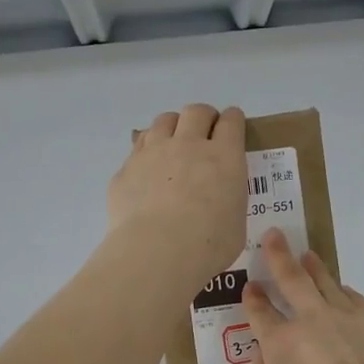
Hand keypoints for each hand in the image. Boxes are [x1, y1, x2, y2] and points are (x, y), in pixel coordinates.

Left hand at [107, 105, 247, 295]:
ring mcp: (154, 153)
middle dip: (203, 117)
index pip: (231, 121)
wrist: (158, 251)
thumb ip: (229, 201)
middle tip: (204, 134)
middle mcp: (188, 145)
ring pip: (163, 121)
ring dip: (172, 128)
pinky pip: (138, 148)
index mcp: (224, 157)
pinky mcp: (127, 169)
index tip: (231, 127)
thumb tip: (220, 201)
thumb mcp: (236, 223)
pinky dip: (147, 153)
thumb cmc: (208, 244)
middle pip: (196, 111)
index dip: (232, 120)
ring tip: (173, 146)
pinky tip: (147, 172)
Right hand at [241, 230, 363, 363]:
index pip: (261, 313)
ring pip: (326, 281)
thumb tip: (261, 354)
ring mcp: (348, 314)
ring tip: (307, 256)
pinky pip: (355, 297)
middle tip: (274, 236)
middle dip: (279, 256)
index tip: (251, 287)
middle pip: (292, 279)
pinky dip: (343, 291)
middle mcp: (312, 319)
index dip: (253, 299)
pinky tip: (342, 290)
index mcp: (282, 342)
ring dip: (313, 267)